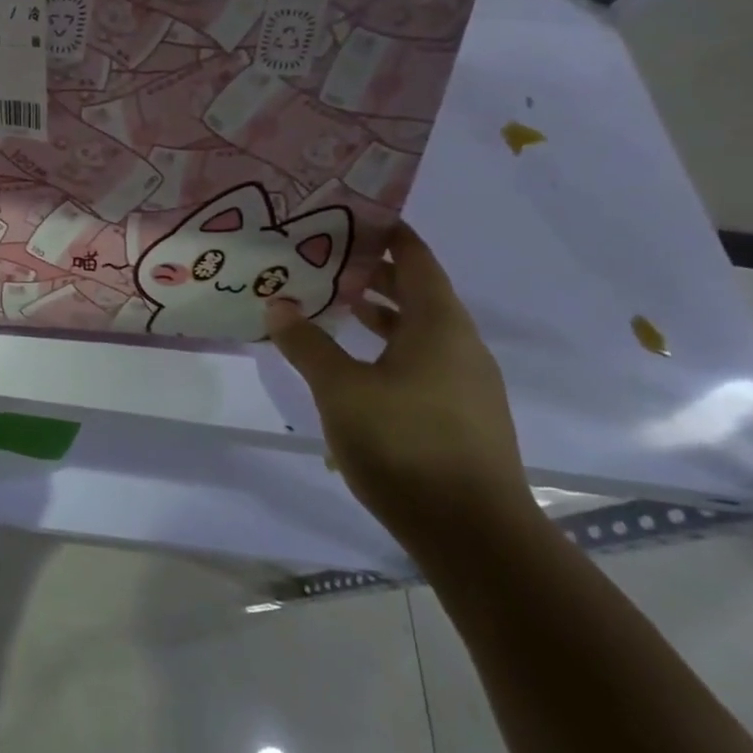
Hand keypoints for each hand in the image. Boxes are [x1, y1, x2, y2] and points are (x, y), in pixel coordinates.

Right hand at [267, 223, 534, 554]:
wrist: (475, 535)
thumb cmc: (405, 445)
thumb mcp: (340, 389)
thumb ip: (306, 344)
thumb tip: (278, 304)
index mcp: (439, 325)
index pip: (416, 258)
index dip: (388, 233)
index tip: (351, 216)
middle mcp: (462, 345)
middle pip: (421, 292)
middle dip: (378, 272)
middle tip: (329, 257)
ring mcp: (469, 383)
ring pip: (423, 330)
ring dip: (385, 313)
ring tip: (340, 303)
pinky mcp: (465, 416)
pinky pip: (427, 361)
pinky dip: (394, 347)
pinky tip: (361, 364)